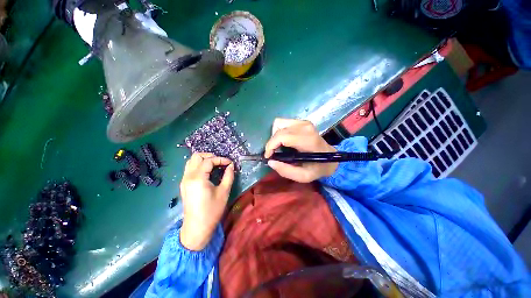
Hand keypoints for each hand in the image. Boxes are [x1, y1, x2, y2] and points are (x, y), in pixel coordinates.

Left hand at [179, 153, 234, 250]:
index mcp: (198, 178)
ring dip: (203, 160)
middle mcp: (188, 176)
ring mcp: (184, 180)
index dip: (221, 159)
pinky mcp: (184, 184)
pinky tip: (208, 172)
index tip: (230, 163)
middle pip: (196, 156)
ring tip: (215, 165)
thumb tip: (231, 166)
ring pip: (191, 161)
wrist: (197, 228)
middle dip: (210, 156)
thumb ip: (228, 176)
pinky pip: (190, 168)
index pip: (209, 161)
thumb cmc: (212, 210)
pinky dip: (199, 165)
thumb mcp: (224, 192)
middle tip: (221, 162)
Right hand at [264, 118, 337, 182]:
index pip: (282, 136)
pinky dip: (279, 131)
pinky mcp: (301, 121)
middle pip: (278, 130)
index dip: (270, 145)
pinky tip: (283, 141)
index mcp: (307, 140)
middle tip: (273, 154)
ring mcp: (303, 122)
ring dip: (275, 136)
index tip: (268, 156)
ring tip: (278, 147)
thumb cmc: (317, 167)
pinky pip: (283, 122)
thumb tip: (270, 161)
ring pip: (278, 123)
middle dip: (271, 142)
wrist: (330, 157)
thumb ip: (286, 171)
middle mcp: (305, 127)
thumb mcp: (303, 176)